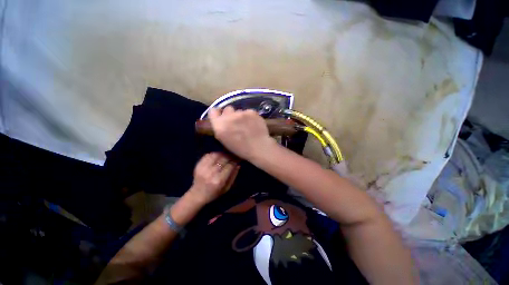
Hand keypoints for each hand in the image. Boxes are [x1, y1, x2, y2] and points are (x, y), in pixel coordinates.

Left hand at [188, 152, 239, 204]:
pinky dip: (214, 154)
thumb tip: (238, 164)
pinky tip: (217, 156)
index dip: (235, 161)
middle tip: (233, 156)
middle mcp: (211, 173)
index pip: (230, 166)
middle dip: (230, 156)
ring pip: (216, 155)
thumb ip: (233, 175)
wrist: (197, 194)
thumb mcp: (227, 188)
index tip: (238, 159)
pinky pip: (208, 155)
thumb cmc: (215, 193)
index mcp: (219, 180)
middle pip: (223, 159)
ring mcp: (203, 168)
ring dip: (222, 154)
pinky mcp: (198, 165)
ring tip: (226, 155)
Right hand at [208, 106, 273, 159]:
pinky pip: (248, 111)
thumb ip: (221, 128)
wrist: (259, 147)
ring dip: (241, 116)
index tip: (221, 116)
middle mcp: (228, 117)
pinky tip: (254, 123)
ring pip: (239, 110)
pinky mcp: (251, 112)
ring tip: (247, 124)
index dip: (217, 113)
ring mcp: (241, 113)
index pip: (213, 111)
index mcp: (219, 125)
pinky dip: (250, 116)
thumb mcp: (225, 140)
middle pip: (227, 108)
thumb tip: (221, 121)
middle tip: (236, 122)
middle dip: (230, 114)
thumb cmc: (241, 149)